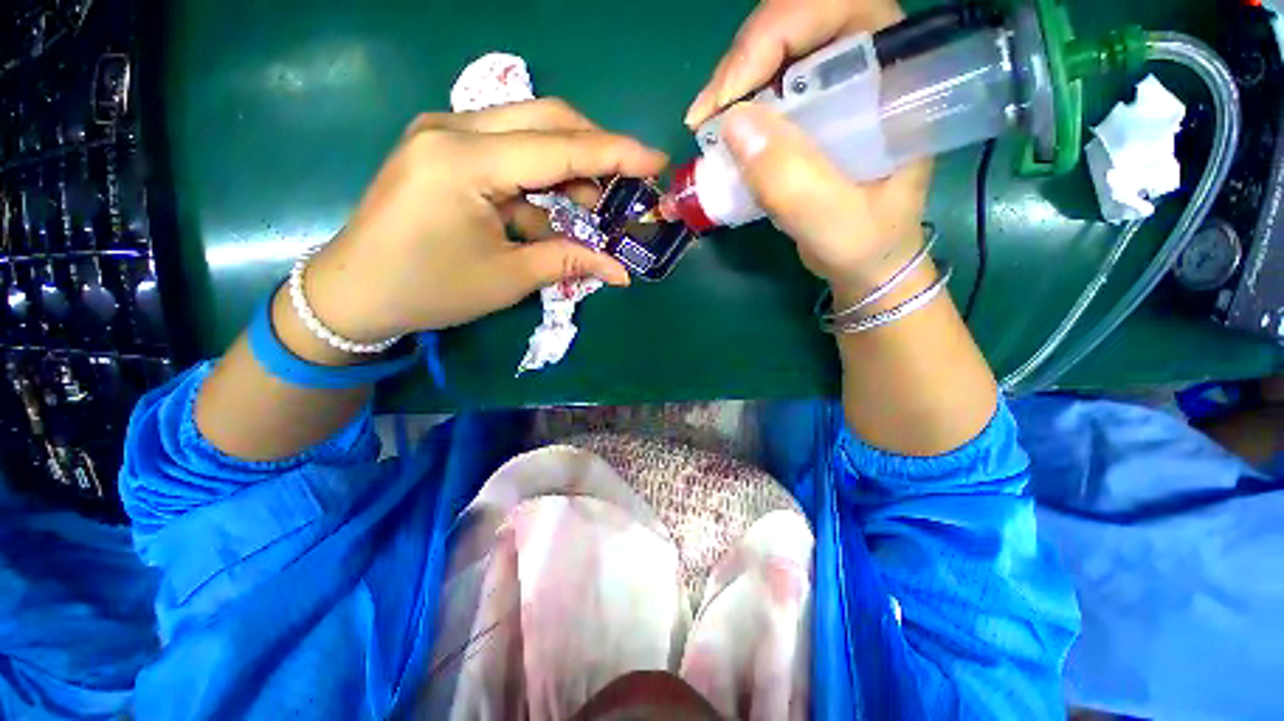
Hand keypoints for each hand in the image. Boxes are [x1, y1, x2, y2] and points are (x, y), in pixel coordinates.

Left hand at [301, 99, 667, 341]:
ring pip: (527, 131)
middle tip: (626, 182)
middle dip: (595, 149)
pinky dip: (537, 179)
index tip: (656, 160)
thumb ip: (569, 262)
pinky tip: (551, 210)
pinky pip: (505, 150)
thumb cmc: (429, 289)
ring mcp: (443, 134)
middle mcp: (452, 129)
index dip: (614, 153)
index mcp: (464, 160)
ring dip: (567, 167)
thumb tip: (621, 272)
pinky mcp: (442, 149)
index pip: (558, 147)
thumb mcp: (508, 278)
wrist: (354, 293)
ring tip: (593, 207)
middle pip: (545, 118)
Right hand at [685, 0, 929, 298]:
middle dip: (745, 59)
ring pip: (776, 52)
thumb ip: (793, 181)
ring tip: (704, 126)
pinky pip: (765, 89)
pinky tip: (717, 134)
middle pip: (799, 24)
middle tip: (705, 114)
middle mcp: (865, 69)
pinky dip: (735, 106)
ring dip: (733, 83)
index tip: (730, 94)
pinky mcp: (808, 115)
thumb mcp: (834, 223)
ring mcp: (833, 90)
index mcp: (893, 80)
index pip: (840, 12)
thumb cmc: (866, 244)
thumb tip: (732, 125)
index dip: (778, 34)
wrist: (865, 263)